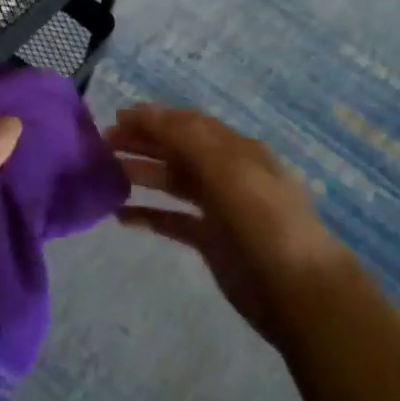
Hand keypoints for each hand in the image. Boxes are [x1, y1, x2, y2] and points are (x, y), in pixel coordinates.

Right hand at [108, 105, 349, 347]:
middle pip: (178, 151)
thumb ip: (186, 138)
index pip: (189, 125)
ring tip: (105, 174)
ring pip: (173, 184)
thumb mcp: (228, 169)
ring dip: (142, 175)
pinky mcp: (211, 241)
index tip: (115, 119)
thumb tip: (146, 112)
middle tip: (102, 145)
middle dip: (142, 144)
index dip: (154, 119)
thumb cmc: (264, 222)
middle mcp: (227, 174)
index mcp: (237, 152)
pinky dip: (148, 215)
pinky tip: (121, 216)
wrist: (297, 288)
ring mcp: (219, 209)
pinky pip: (172, 220)